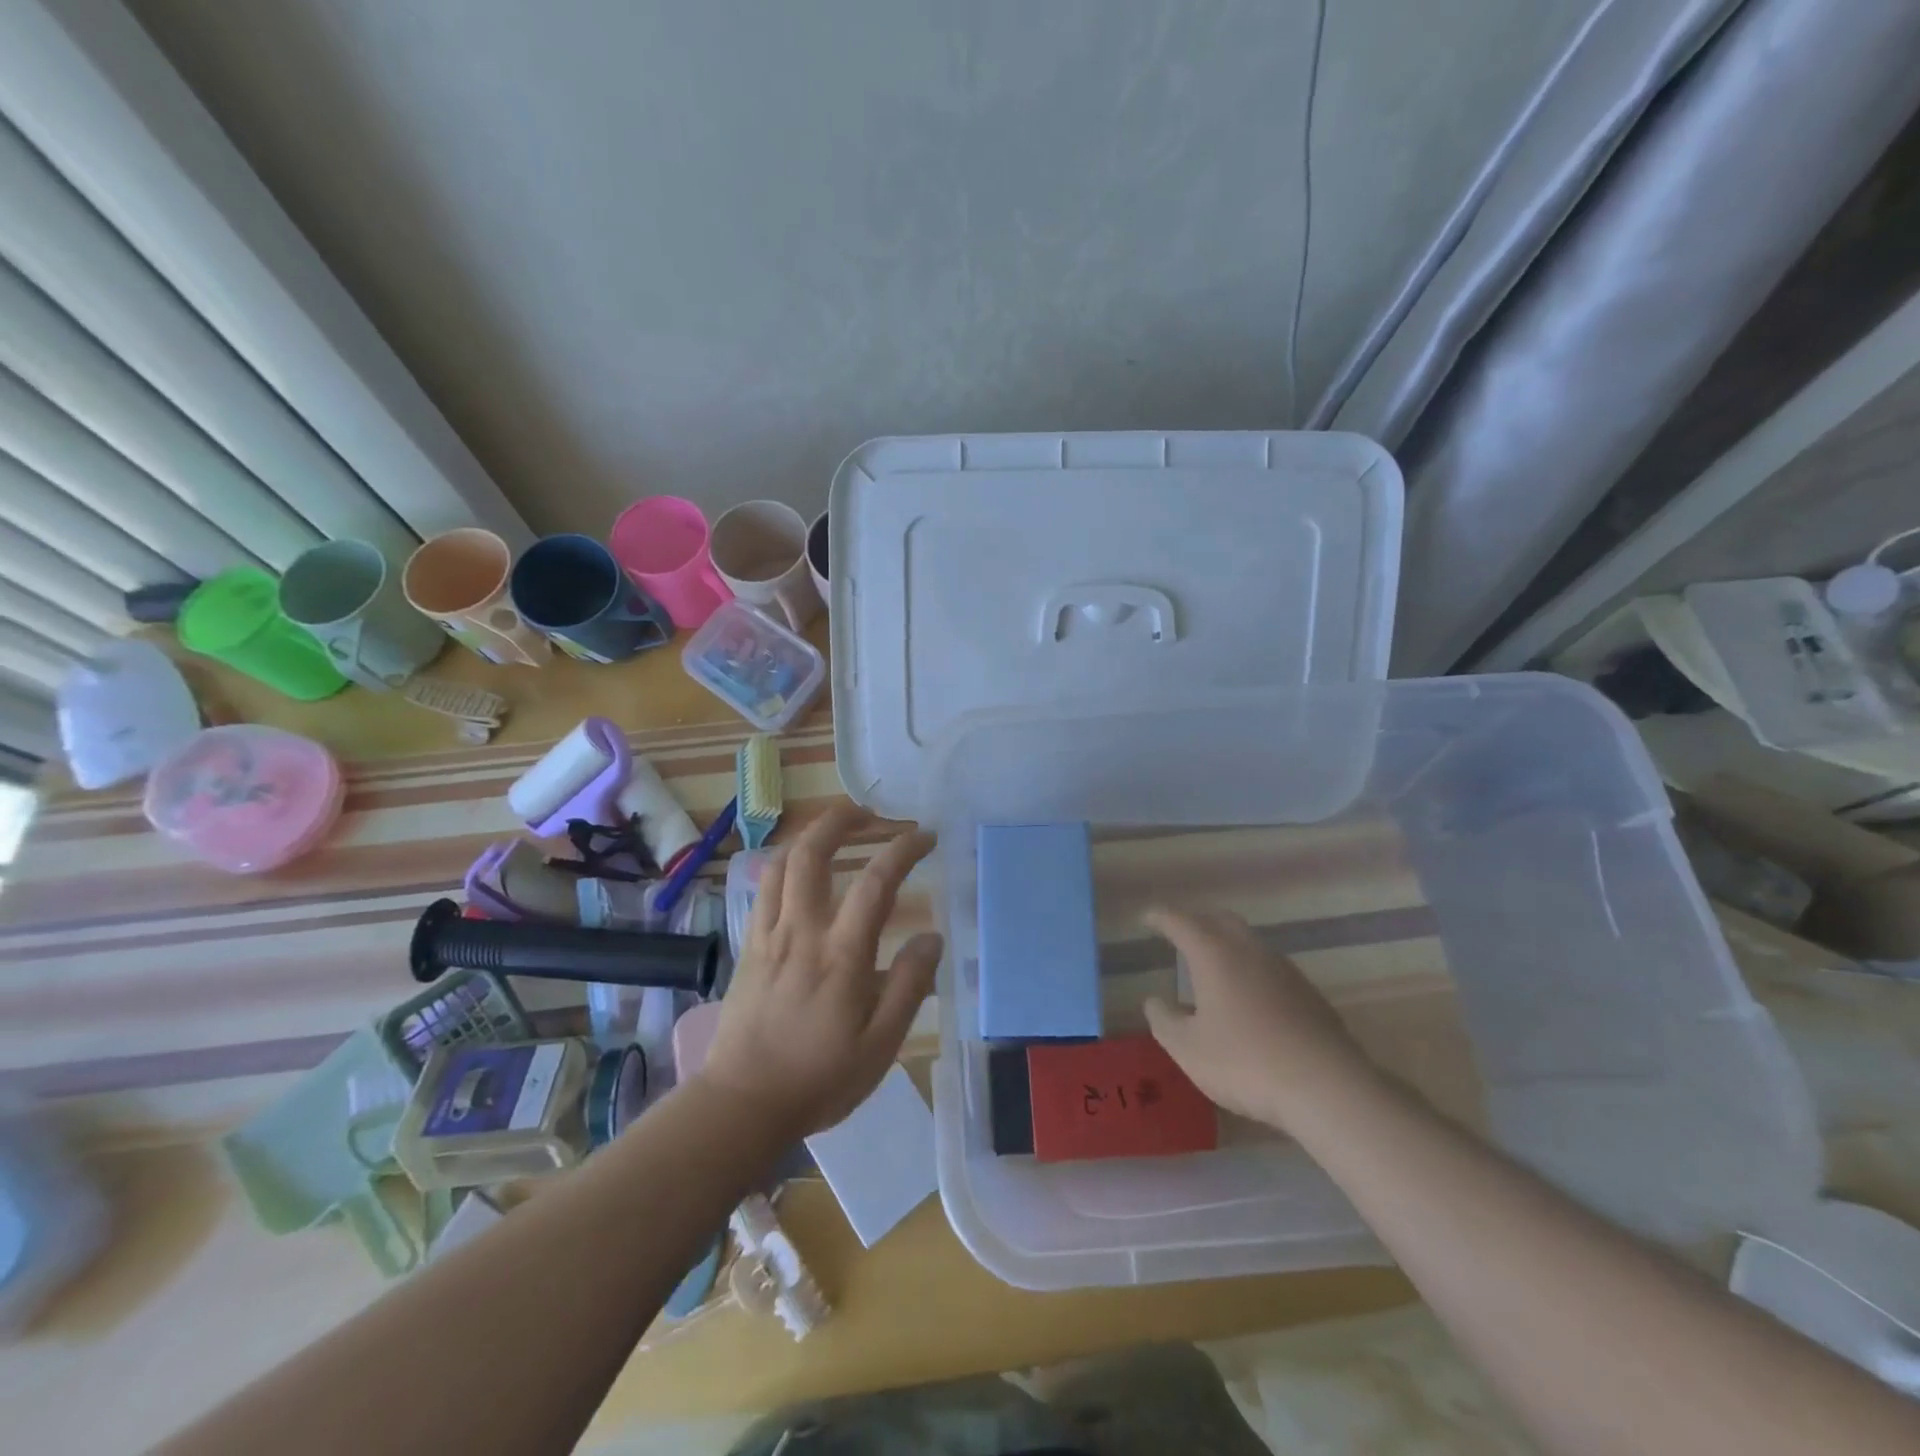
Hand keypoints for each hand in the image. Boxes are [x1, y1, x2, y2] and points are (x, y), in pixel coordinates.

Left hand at [698, 803, 941, 1140]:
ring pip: (781, 864)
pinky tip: (800, 871)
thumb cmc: (818, 1078)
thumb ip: (908, 986)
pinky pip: (764, 889)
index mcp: (841, 954)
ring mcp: (768, 935)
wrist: (740, 1103)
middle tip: (870, 813)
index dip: (903, 850)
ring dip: (810, 835)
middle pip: (812, 853)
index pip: (876, 882)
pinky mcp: (748, 947)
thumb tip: (931, 938)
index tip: (924, 837)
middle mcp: (802, 931)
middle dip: (842, 820)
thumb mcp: (880, 1046)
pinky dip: (785, 864)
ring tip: (836, 830)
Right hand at [1141, 905, 1376, 1129]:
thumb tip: (1155, 1002)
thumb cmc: (1245, 1062)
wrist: (1327, 1088)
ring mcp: (1284, 970)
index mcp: (1214, 954)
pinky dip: (1251, 971)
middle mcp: (1249, 950)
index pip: (1180, 922)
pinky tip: (1249, 1000)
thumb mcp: (1188, 1049)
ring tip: (1212, 967)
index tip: (1147, 918)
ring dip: (1227, 945)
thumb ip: (1164, 1021)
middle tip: (1179, 934)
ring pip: (1249, 942)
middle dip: (1197, 921)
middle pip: (1220, 920)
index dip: (1160, 917)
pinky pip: (1270, 968)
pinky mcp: (1309, 994)